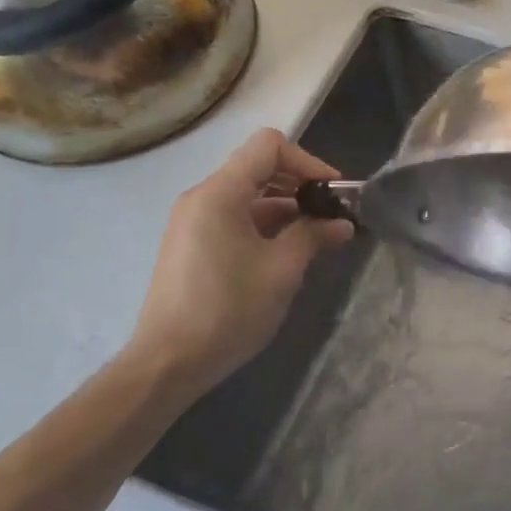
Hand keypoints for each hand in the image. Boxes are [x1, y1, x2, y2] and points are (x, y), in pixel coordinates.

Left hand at [122, 129, 353, 400]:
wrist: (168, 363)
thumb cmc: (228, 309)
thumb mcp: (282, 269)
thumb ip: (314, 235)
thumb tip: (342, 223)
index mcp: (219, 193)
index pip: (269, 146)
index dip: (308, 161)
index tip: (332, 193)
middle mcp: (202, 198)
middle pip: (260, 168)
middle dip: (301, 185)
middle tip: (332, 215)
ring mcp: (194, 222)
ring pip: (250, 196)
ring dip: (287, 209)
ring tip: (318, 239)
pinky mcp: (194, 245)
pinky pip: (236, 218)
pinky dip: (267, 226)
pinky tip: (289, 254)